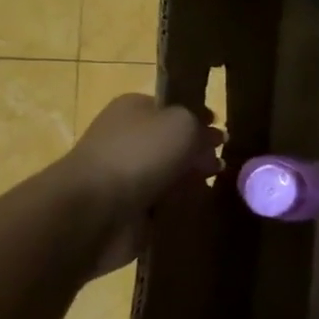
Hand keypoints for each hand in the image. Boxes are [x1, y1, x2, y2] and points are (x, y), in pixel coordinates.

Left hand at [58, 94, 223, 276]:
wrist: (95, 209)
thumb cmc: (140, 154)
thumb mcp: (183, 123)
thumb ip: (202, 126)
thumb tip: (212, 137)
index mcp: (135, 109)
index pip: (175, 109)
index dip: (201, 120)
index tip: (223, 137)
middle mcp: (129, 138)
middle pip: (175, 144)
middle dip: (200, 155)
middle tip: (220, 167)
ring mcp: (128, 175)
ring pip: (172, 175)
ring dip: (192, 183)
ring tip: (211, 189)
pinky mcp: (130, 208)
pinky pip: (165, 205)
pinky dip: (180, 208)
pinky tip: (195, 209)